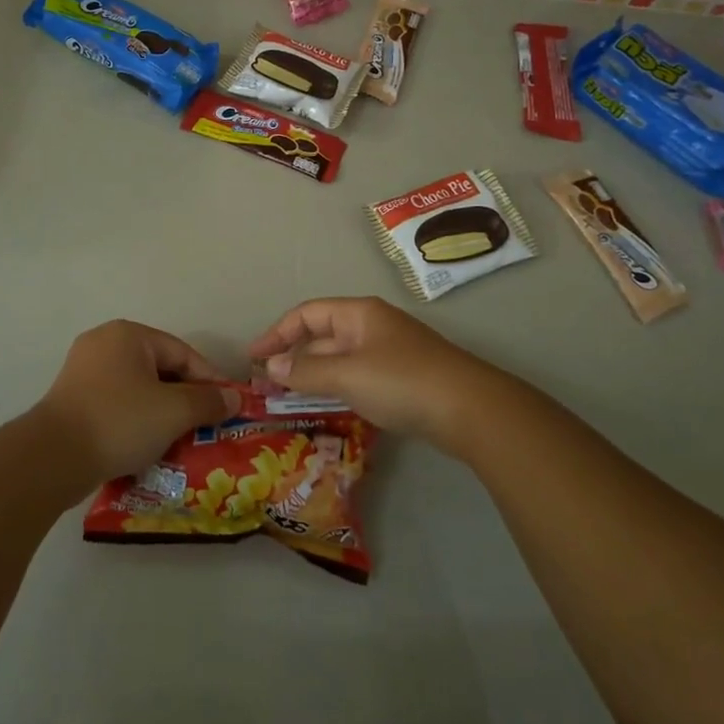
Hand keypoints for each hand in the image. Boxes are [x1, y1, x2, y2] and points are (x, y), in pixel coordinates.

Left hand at [34, 320, 241, 482]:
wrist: (53, 457)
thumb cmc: (119, 421)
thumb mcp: (173, 411)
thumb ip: (208, 401)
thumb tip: (234, 398)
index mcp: (128, 334)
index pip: (182, 353)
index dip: (210, 380)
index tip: (228, 407)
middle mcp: (104, 343)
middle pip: (160, 369)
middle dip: (185, 399)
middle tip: (206, 426)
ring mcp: (84, 371)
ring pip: (138, 389)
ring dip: (162, 413)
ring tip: (181, 439)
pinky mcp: (73, 399)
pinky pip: (117, 404)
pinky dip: (136, 421)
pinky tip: (148, 445)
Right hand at [248, 297, 515, 448]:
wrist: (471, 409)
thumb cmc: (403, 381)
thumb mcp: (347, 375)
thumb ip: (306, 371)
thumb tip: (271, 366)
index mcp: (359, 314)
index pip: (307, 314)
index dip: (277, 333)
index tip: (253, 358)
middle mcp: (372, 326)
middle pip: (323, 336)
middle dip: (294, 358)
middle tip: (267, 386)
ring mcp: (390, 353)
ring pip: (340, 359)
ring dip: (314, 376)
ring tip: (289, 400)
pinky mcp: (403, 379)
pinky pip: (358, 377)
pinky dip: (337, 388)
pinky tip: (329, 408)